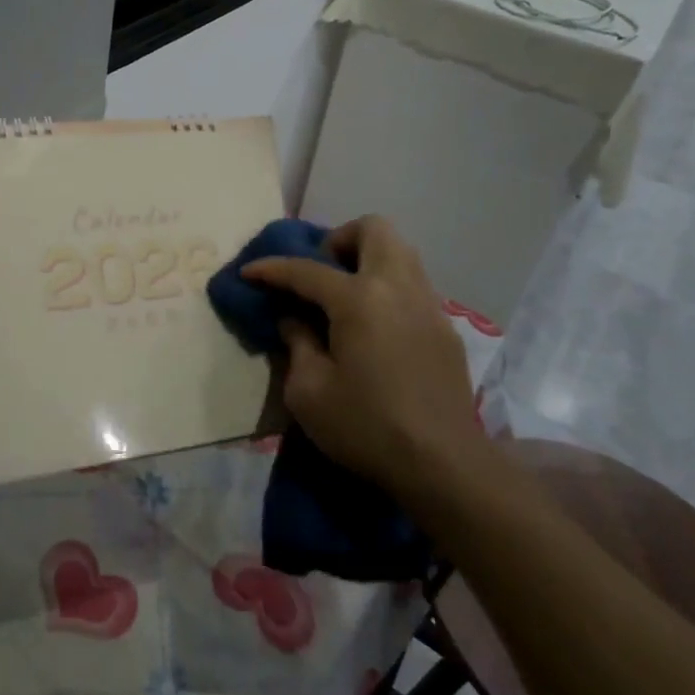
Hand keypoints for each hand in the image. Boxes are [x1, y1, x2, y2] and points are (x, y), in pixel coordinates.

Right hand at [240, 215, 481, 498]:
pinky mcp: (445, 329)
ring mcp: (428, 305)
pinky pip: (413, 285)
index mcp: (360, 299)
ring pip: (401, 252)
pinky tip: (375, 327)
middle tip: (320, 272)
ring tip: (345, 296)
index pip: (306, 270)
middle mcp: (398, 288)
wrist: (443, 465)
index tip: (249, 271)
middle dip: (339, 240)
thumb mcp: (309, 392)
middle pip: (373, 229)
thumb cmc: (366, 427)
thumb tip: (294, 319)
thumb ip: (297, 344)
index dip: (271, 268)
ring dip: (368, 259)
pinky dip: (388, 288)